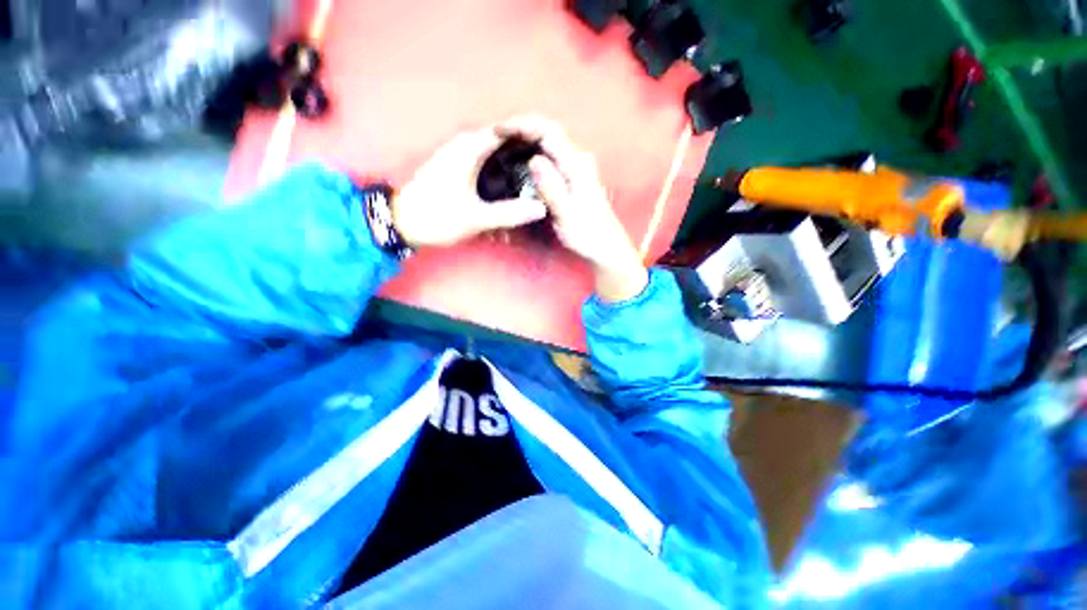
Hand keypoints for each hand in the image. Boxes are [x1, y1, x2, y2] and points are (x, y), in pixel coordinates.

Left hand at [392, 127, 547, 247]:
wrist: (402, 223)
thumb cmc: (438, 216)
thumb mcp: (476, 218)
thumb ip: (509, 213)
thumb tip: (541, 209)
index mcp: (470, 148)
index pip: (508, 130)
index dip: (531, 136)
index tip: (550, 150)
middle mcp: (465, 145)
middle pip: (504, 141)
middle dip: (525, 153)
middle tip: (546, 169)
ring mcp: (459, 156)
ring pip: (494, 152)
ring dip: (512, 163)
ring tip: (533, 178)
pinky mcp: (456, 168)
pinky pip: (485, 162)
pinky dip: (499, 171)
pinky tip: (510, 186)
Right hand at [498, 117, 647, 301]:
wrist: (607, 247)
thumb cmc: (587, 235)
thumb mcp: (566, 215)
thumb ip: (552, 188)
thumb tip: (534, 159)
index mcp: (576, 166)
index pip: (548, 132)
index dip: (522, 125)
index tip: (498, 129)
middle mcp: (579, 160)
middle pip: (548, 132)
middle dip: (522, 128)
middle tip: (496, 135)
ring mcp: (578, 168)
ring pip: (550, 143)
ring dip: (527, 138)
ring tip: (504, 144)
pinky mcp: (575, 177)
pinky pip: (551, 156)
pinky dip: (534, 151)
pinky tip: (522, 160)